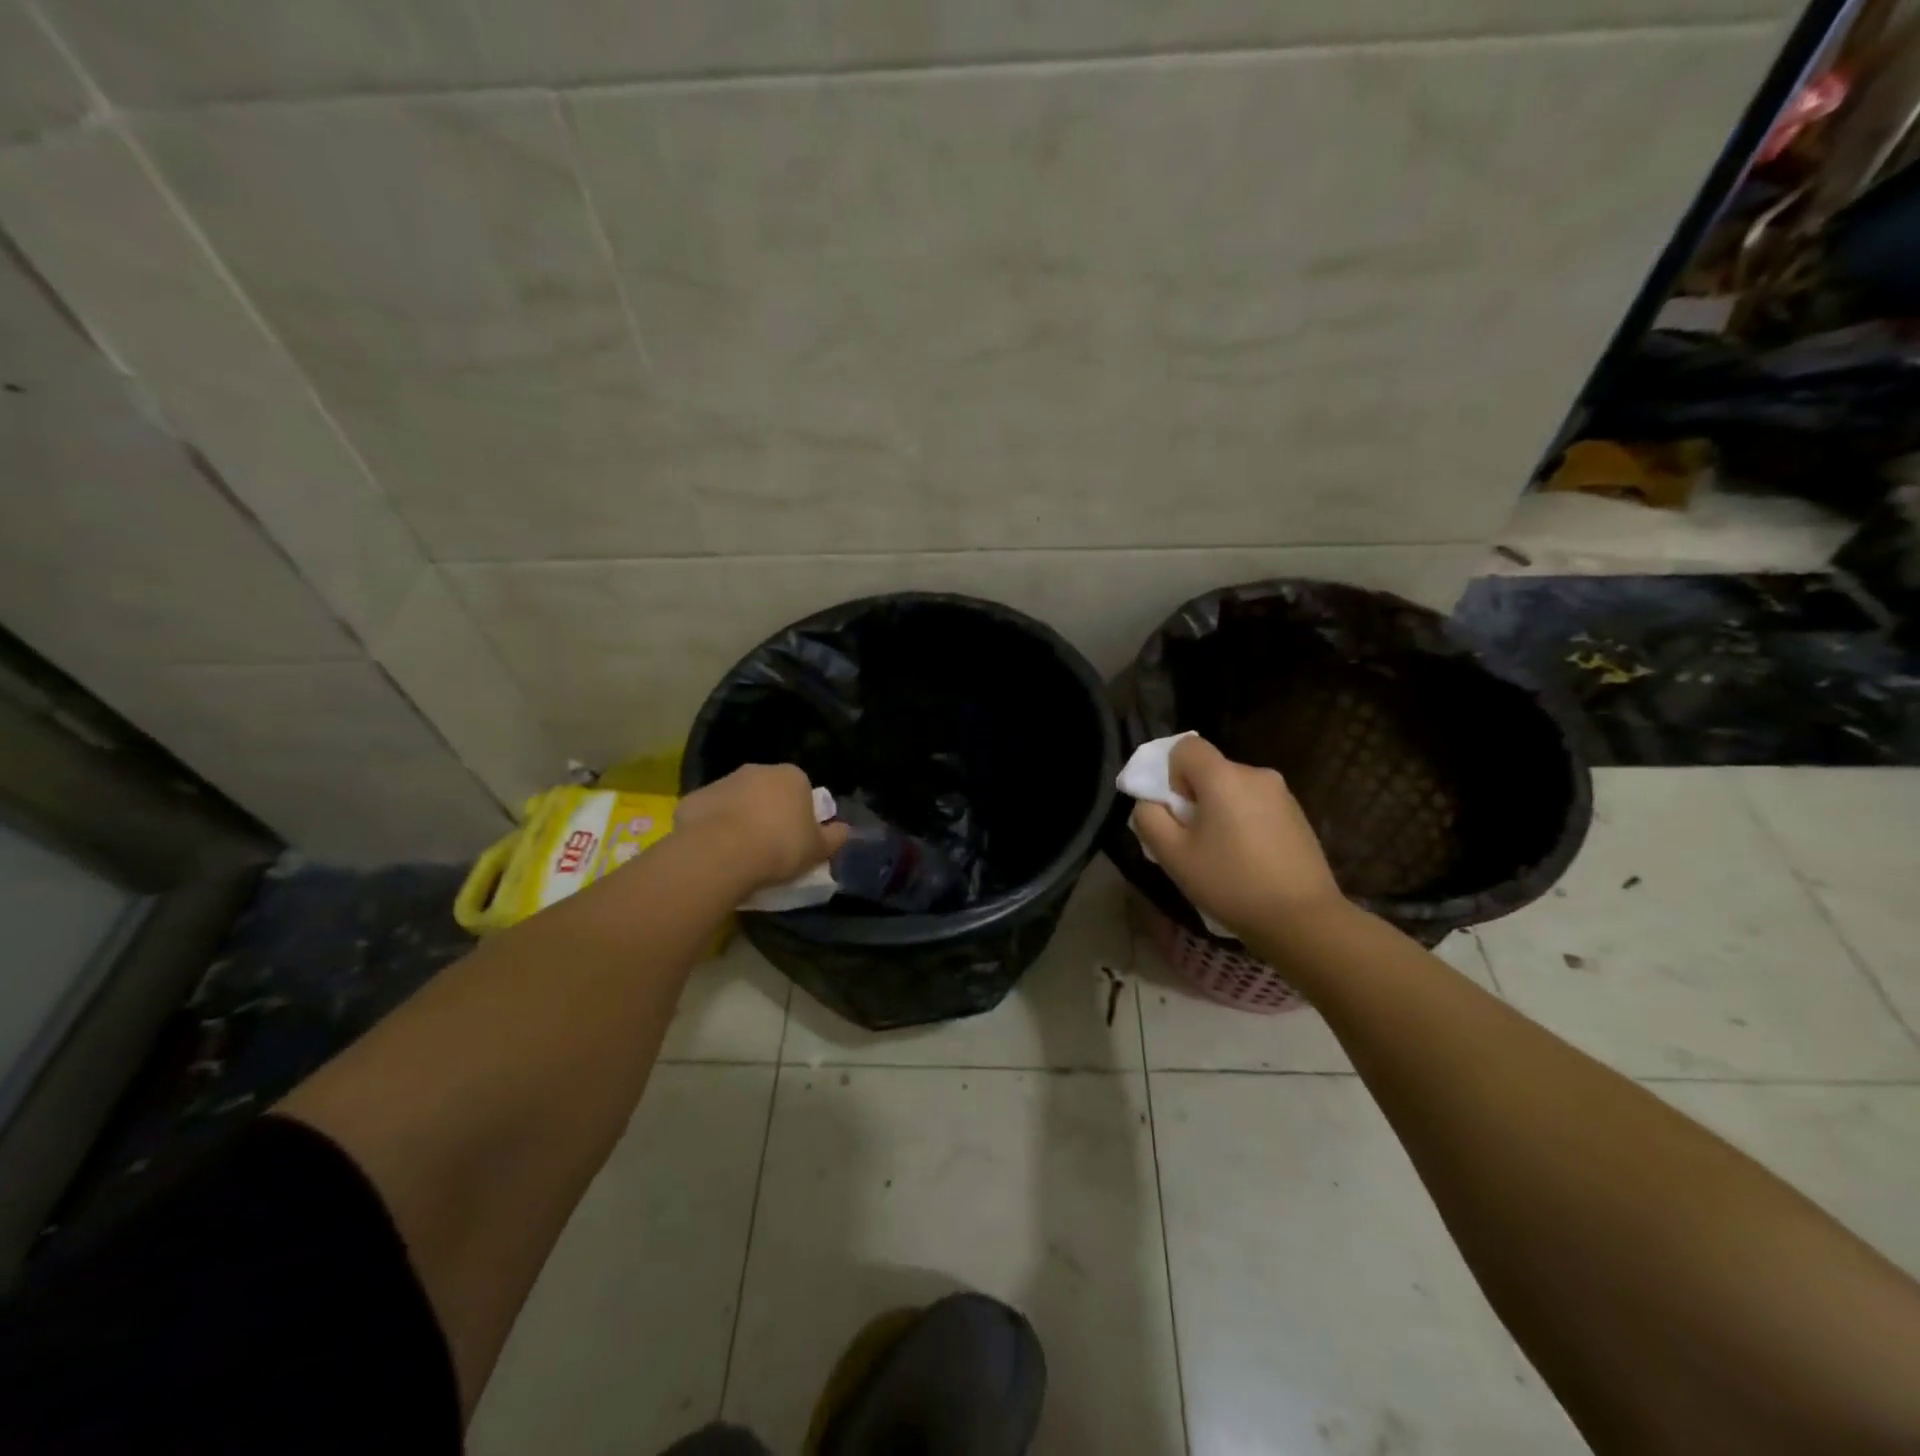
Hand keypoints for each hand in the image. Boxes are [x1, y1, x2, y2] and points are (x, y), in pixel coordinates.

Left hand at [674, 764, 848, 892]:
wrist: (721, 853)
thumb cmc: (780, 847)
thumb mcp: (818, 850)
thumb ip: (834, 837)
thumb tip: (844, 829)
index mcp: (792, 776)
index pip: (802, 789)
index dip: (800, 814)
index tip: (797, 839)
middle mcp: (757, 770)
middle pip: (768, 791)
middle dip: (769, 811)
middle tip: (770, 846)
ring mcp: (723, 782)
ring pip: (737, 800)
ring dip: (740, 818)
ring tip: (741, 853)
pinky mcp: (694, 798)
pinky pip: (710, 814)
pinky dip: (712, 828)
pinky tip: (715, 852)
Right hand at [1130, 736, 1343, 938]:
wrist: (1303, 919)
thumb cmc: (1230, 883)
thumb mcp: (1172, 856)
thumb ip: (1149, 819)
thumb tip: (1150, 803)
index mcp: (1224, 777)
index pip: (1185, 747)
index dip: (1171, 774)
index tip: (1179, 812)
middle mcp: (1255, 774)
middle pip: (1210, 771)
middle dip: (1195, 798)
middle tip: (1195, 842)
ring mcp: (1282, 794)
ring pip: (1233, 790)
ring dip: (1220, 812)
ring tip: (1223, 856)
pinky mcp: (1298, 815)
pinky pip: (1256, 806)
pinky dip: (1244, 823)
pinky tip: (1250, 861)